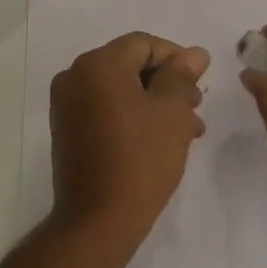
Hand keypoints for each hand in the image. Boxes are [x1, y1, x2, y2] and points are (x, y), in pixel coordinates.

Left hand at [50, 31, 210, 250]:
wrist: (96, 222)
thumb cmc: (140, 160)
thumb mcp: (172, 113)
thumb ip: (182, 76)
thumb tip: (194, 54)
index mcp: (98, 64)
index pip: (144, 44)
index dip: (176, 59)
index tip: (200, 84)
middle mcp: (75, 76)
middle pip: (131, 65)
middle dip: (167, 84)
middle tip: (196, 110)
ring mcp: (67, 104)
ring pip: (121, 89)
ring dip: (154, 103)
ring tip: (186, 131)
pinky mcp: (67, 129)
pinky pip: (106, 108)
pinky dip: (132, 116)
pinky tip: (159, 140)